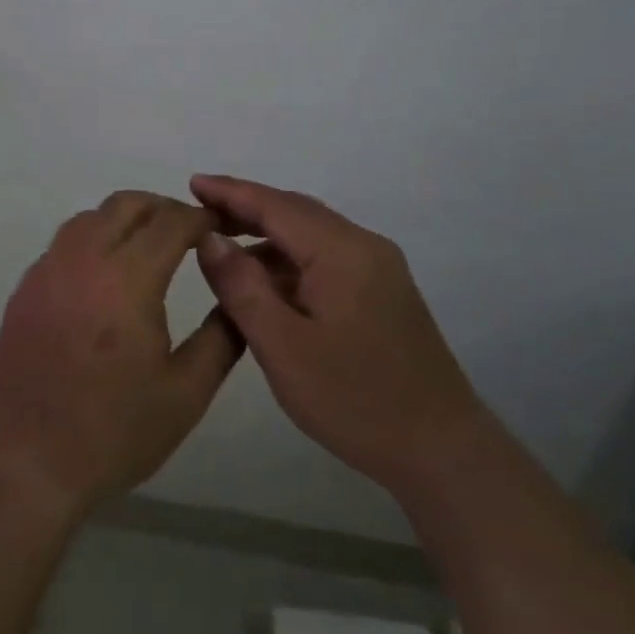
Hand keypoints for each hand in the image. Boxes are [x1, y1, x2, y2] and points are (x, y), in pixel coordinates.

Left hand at [0, 192, 245, 515]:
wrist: (30, 463)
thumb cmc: (115, 433)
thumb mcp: (187, 392)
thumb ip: (222, 336)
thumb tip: (239, 291)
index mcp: (127, 281)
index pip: (170, 222)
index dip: (201, 218)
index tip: (221, 228)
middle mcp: (82, 261)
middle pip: (127, 204)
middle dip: (164, 208)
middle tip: (189, 234)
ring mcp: (46, 271)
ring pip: (90, 217)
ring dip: (125, 219)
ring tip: (148, 250)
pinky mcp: (24, 289)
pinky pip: (64, 243)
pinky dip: (92, 240)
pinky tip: (105, 277)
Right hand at [189, 174, 483, 488]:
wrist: (442, 451)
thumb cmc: (356, 400)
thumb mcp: (284, 347)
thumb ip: (242, 288)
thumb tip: (210, 239)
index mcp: (343, 252)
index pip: (276, 206)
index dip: (230, 192)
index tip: (192, 182)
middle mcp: (364, 247)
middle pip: (295, 213)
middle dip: (245, 208)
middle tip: (199, 214)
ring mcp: (379, 269)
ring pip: (311, 236)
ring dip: (266, 237)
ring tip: (221, 251)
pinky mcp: (382, 292)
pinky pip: (325, 259)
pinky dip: (288, 261)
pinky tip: (264, 285)